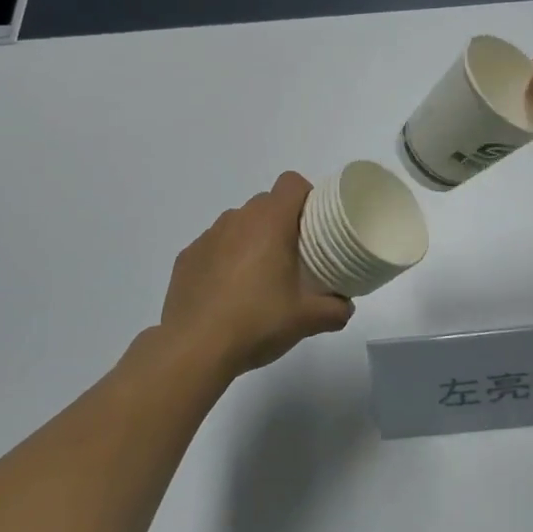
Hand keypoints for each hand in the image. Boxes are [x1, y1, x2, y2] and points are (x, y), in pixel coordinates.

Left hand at [153, 173, 353, 380]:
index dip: (306, 196)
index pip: (291, 183)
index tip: (314, 223)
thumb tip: (346, 306)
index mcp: (270, 222)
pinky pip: (214, 246)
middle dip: (281, 221)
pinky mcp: (186, 257)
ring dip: (251, 239)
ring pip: (238, 224)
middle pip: (266, 203)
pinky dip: (224, 258)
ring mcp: (208, 237)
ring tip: (258, 277)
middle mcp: (237, 219)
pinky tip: (227, 292)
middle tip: (293, 256)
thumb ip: (335, 309)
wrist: (195, 348)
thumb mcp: (306, 320)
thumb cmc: (257, 322)